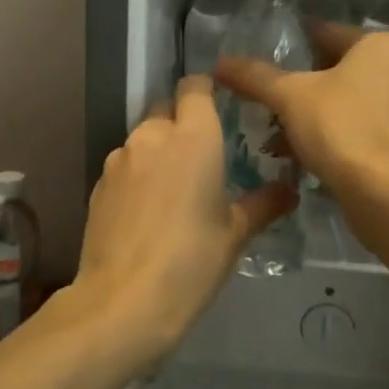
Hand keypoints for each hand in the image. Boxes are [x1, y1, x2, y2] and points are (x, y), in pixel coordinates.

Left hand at [72, 74, 294, 370]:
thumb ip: (262, 205)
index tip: (219, 105)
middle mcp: (153, 136)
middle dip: (182, 121)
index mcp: (193, 137)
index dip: (206, 90)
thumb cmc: (191, 261)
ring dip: (158, 151)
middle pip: (166, 108)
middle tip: (203, 155)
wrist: (123, 301)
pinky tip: (146, 211)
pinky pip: (124, 166)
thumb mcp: (234, 235)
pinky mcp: (98, 184)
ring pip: (142, 138)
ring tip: (174, 189)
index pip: (195, 87)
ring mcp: (119, 159)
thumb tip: (289, 190)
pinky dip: (138, 175)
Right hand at [215, 25, 388, 218]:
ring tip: (281, 134)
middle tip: (272, 101)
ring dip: (318, 115)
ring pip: (353, 102)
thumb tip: (220, 63)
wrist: (387, 193)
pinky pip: (366, 129)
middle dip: (305, 88)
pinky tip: (306, 155)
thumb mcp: (289, 96)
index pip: (327, 34)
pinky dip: (339, 136)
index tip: (267, 59)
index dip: (294, 46)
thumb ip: (255, 77)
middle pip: (341, 70)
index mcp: (383, 44)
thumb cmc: (342, 127)